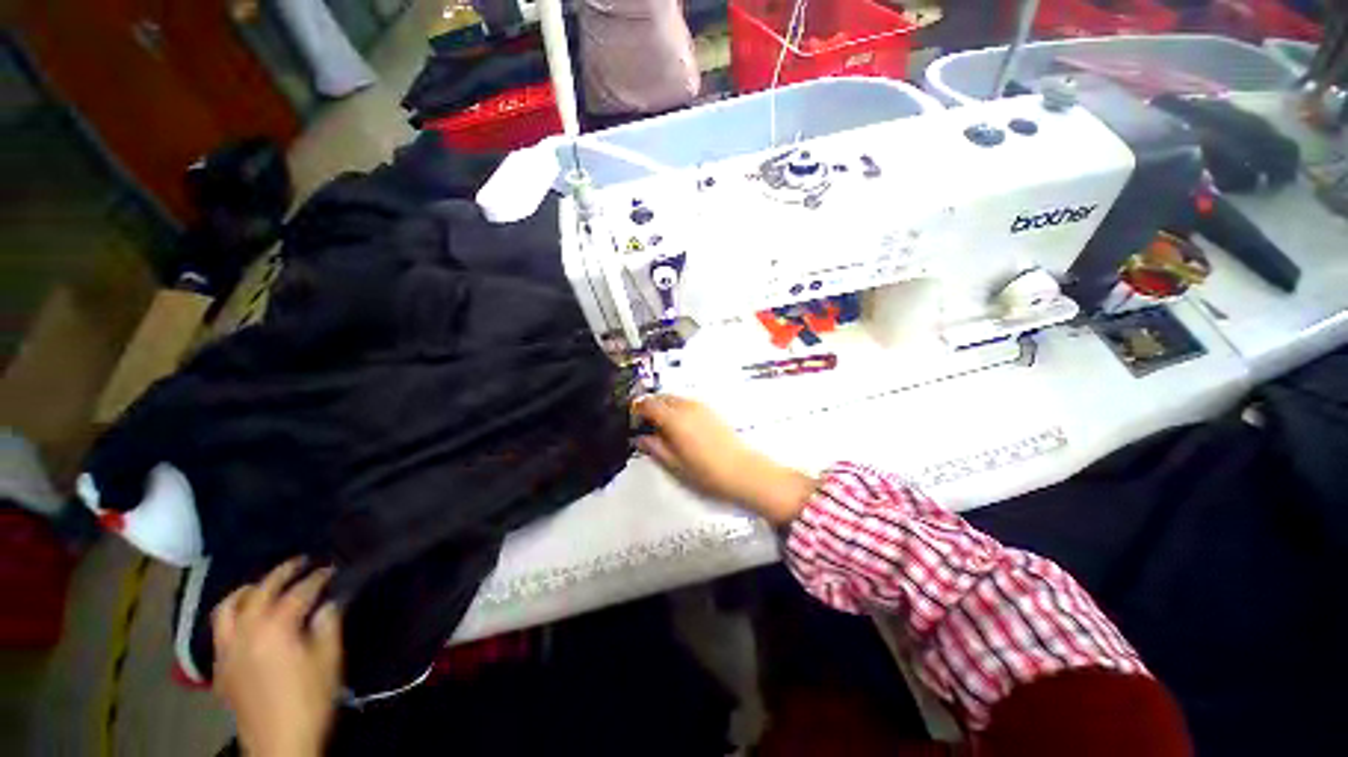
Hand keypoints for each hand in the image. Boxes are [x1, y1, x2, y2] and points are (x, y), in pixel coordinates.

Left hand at [212, 560, 342, 756]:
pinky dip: (233, 616)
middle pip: (260, 591)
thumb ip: (328, 626)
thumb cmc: (309, 699)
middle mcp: (246, 632)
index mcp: (275, 628)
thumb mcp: (329, 661)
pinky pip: (220, 630)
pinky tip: (247, 621)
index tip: (332, 569)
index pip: (299, 592)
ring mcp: (227, 649)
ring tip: (263, 585)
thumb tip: (329, 603)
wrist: (278, 743)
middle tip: (301, 562)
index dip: (318, 577)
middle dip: (282, 573)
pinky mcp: (220, 667)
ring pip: (228, 608)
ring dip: (247, 591)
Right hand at [633, 394, 816, 523]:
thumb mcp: (674, 464)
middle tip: (644, 424)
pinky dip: (677, 408)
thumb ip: (654, 447)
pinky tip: (680, 427)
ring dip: (664, 406)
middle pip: (661, 397)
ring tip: (661, 428)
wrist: (743, 471)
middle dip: (649, 406)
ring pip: (674, 398)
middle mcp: (686, 406)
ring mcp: (701, 406)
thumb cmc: (706, 472)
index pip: (647, 403)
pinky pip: (687, 402)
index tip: (631, 420)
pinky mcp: (711, 410)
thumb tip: (639, 437)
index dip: (636, 409)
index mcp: (674, 419)